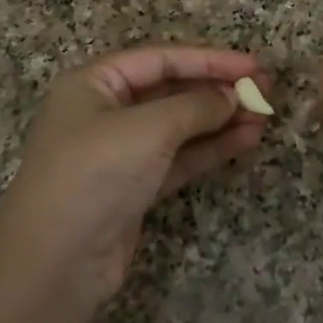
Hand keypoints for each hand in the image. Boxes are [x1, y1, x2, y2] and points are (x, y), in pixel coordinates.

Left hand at [0, 46, 269, 307]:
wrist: (56, 263)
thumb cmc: (96, 174)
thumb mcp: (148, 129)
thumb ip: (196, 106)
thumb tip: (233, 96)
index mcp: (94, 83)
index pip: (161, 58)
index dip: (210, 59)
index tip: (254, 65)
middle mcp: (104, 111)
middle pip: (170, 90)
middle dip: (218, 90)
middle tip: (266, 91)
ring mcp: (119, 152)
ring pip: (179, 126)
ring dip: (220, 120)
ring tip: (264, 117)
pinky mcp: (134, 186)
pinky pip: (179, 157)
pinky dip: (211, 149)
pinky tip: (245, 141)